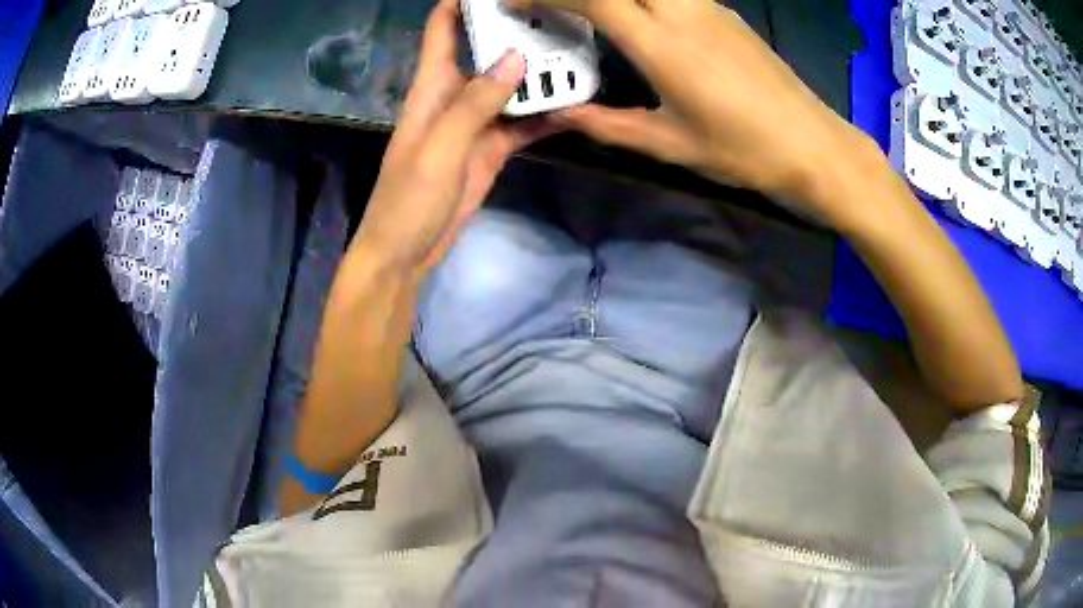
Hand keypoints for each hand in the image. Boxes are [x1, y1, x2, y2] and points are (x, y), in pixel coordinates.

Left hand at [354, 0, 557, 272]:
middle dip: (518, 31)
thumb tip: (516, 58)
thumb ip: (475, 103)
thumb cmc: (408, 198)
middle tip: (563, 20)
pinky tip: (576, 105)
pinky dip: (546, 114)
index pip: (442, 29)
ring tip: (580, 55)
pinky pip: (523, 122)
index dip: (461, 2)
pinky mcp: (492, 147)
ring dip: (540, 73)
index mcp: (432, 87)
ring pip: (512, 85)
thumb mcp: (439, 147)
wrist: (406, 251)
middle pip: (486, 50)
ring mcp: (476, 122)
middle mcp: (455, 95)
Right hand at [508, 0, 875, 223]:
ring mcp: (707, 6)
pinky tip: (633, 13)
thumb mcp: (670, 144)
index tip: (513, 2)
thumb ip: (608, 124)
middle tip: (547, 5)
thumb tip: (561, 114)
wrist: (812, 143)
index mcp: (662, 44)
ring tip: (585, 10)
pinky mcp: (723, 11)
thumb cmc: (743, 150)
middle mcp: (682, 11)